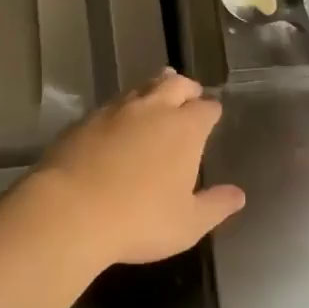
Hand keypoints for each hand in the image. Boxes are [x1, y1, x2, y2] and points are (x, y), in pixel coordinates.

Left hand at [27, 69, 244, 267]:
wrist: (70, 211)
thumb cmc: (139, 220)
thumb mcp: (188, 224)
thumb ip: (216, 206)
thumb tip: (238, 195)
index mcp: (184, 128)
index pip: (206, 108)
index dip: (211, 111)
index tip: (213, 116)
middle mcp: (153, 109)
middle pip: (174, 84)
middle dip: (186, 87)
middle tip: (189, 94)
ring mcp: (115, 110)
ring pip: (141, 87)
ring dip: (153, 89)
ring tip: (157, 96)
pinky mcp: (85, 119)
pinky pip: (111, 104)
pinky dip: (122, 108)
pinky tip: (118, 121)